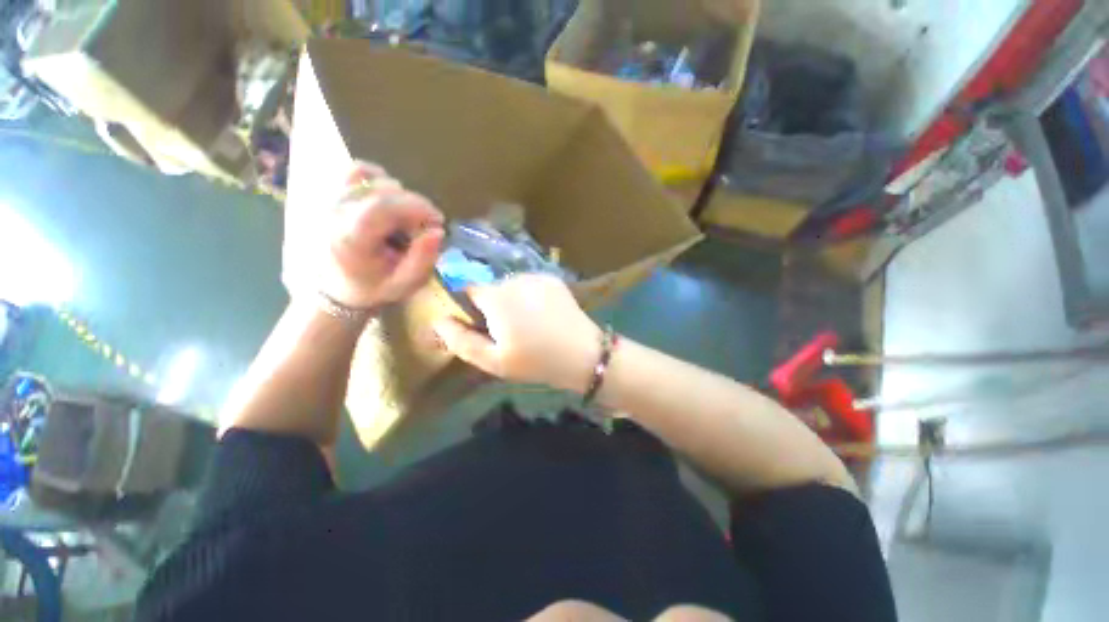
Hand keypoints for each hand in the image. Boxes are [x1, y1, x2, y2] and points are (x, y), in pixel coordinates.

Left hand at [285, 162, 444, 308]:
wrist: (334, 290)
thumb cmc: (372, 289)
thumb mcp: (403, 284)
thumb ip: (422, 260)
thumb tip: (438, 231)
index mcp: (350, 239)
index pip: (383, 206)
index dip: (417, 207)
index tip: (438, 221)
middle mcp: (335, 213)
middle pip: (382, 190)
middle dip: (414, 205)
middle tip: (425, 227)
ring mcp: (329, 200)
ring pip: (370, 177)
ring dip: (399, 196)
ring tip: (405, 219)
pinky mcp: (331, 195)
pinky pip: (355, 172)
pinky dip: (378, 180)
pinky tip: (389, 200)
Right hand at [432, 275, 600, 392]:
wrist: (583, 354)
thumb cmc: (536, 361)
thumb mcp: (493, 361)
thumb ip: (461, 341)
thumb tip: (437, 321)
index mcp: (496, 297)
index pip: (467, 288)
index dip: (470, 307)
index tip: (481, 326)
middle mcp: (514, 278)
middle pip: (491, 287)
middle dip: (492, 306)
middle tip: (509, 332)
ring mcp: (537, 276)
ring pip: (511, 285)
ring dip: (512, 300)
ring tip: (528, 325)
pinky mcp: (553, 279)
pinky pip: (530, 284)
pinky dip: (530, 295)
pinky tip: (543, 315)